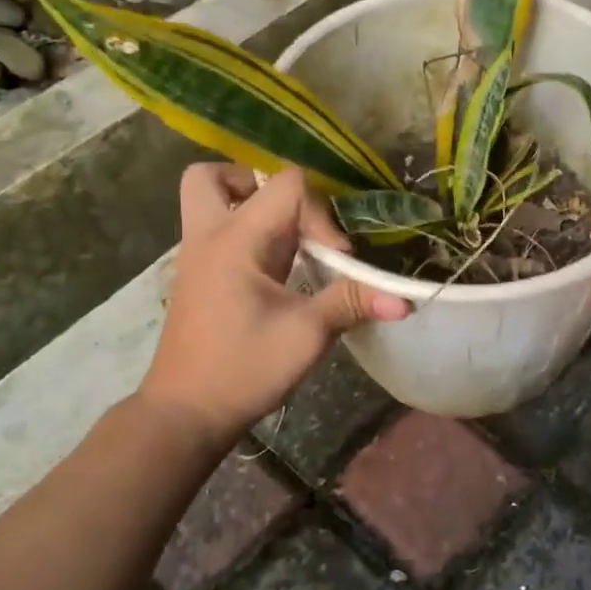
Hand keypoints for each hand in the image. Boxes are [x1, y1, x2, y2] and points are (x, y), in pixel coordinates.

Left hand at [140, 165, 409, 447]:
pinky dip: (246, 234)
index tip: (336, 257)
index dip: (321, 212)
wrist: (185, 413)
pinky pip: (217, 231)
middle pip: (215, 176)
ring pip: (210, 201)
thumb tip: (405, 300)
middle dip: (257, 183)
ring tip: (287, 241)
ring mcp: (197, 257)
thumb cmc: (243, 369)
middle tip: (291, 217)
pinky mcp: (199, 277)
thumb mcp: (306, 335)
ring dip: (248, 207)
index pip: (285, 185)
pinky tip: (277, 270)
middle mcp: (209, 237)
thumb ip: (352, 303)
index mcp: (234, 240)